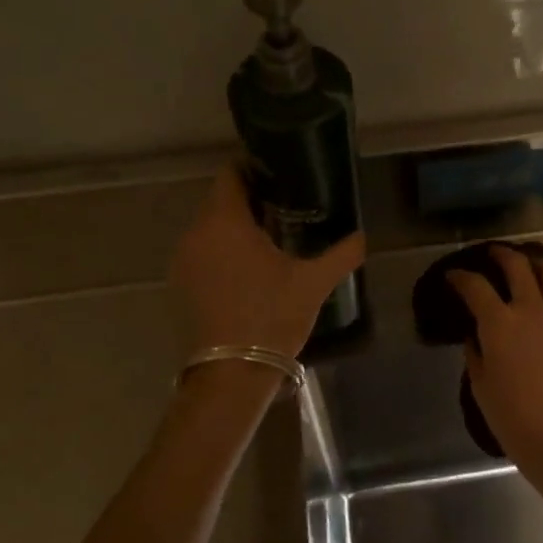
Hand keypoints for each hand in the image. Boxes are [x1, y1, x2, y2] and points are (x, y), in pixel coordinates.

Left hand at [171, 165, 365, 360]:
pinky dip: (222, 249)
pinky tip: (248, 267)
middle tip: (284, 206)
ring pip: (209, 227)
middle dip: (248, 199)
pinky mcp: (180, 284)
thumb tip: (362, 236)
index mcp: (224, 222)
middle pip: (219, 200)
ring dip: (234, 226)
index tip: (279, 174)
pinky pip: (202, 251)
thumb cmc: (272, 317)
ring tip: (269, 237)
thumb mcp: (314, 283)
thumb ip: (342, 253)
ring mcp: (183, 260)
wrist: (231, 374)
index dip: (252, 168)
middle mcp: (196, 233)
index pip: (230, 174)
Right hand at [447, 246, 542, 472]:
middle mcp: (532, 309)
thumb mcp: (480, 385)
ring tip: (533, 265)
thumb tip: (474, 336)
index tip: (453, 276)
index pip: (475, 286)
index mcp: (500, 322)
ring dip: (541, 264)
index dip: (460, 277)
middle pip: (518, 265)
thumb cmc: (512, 417)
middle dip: (502, 254)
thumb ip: (475, 353)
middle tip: (494, 254)